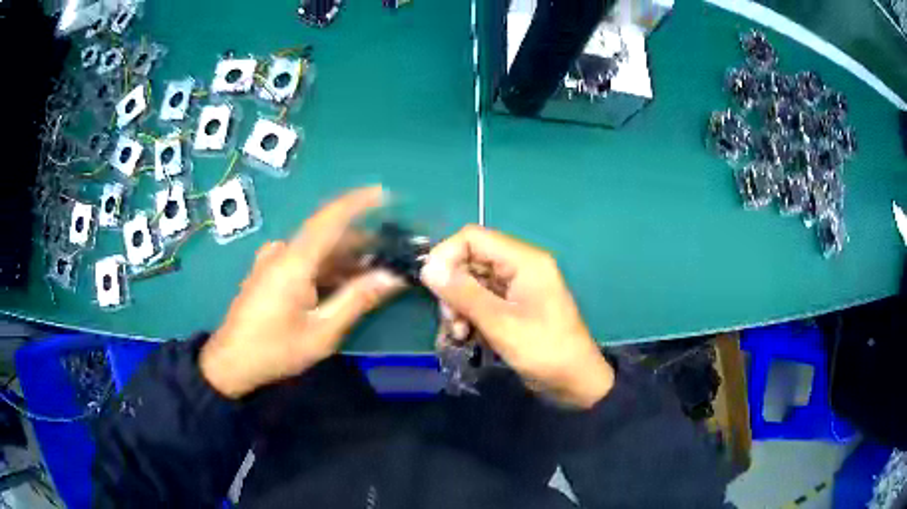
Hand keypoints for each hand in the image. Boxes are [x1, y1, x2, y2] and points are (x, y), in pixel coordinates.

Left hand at [200, 187, 405, 398]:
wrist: (231, 361)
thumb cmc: (275, 349)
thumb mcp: (322, 332)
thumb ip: (357, 300)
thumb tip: (392, 276)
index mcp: (294, 261)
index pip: (330, 218)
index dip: (359, 202)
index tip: (386, 194)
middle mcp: (283, 252)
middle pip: (327, 234)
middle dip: (361, 241)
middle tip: (392, 252)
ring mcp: (273, 260)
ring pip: (317, 249)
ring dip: (346, 257)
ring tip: (375, 271)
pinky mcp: (270, 272)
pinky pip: (305, 260)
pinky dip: (328, 267)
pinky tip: (345, 282)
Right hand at [421, 225, 613, 407]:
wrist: (574, 382)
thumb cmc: (544, 350)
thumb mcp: (501, 323)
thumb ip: (464, 294)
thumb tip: (427, 268)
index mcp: (523, 260)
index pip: (473, 238)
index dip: (447, 256)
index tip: (432, 286)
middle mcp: (518, 267)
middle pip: (469, 261)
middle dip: (452, 289)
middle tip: (450, 320)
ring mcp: (515, 288)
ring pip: (471, 284)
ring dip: (458, 307)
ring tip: (459, 335)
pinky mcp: (511, 308)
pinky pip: (480, 302)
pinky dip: (468, 317)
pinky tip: (465, 338)